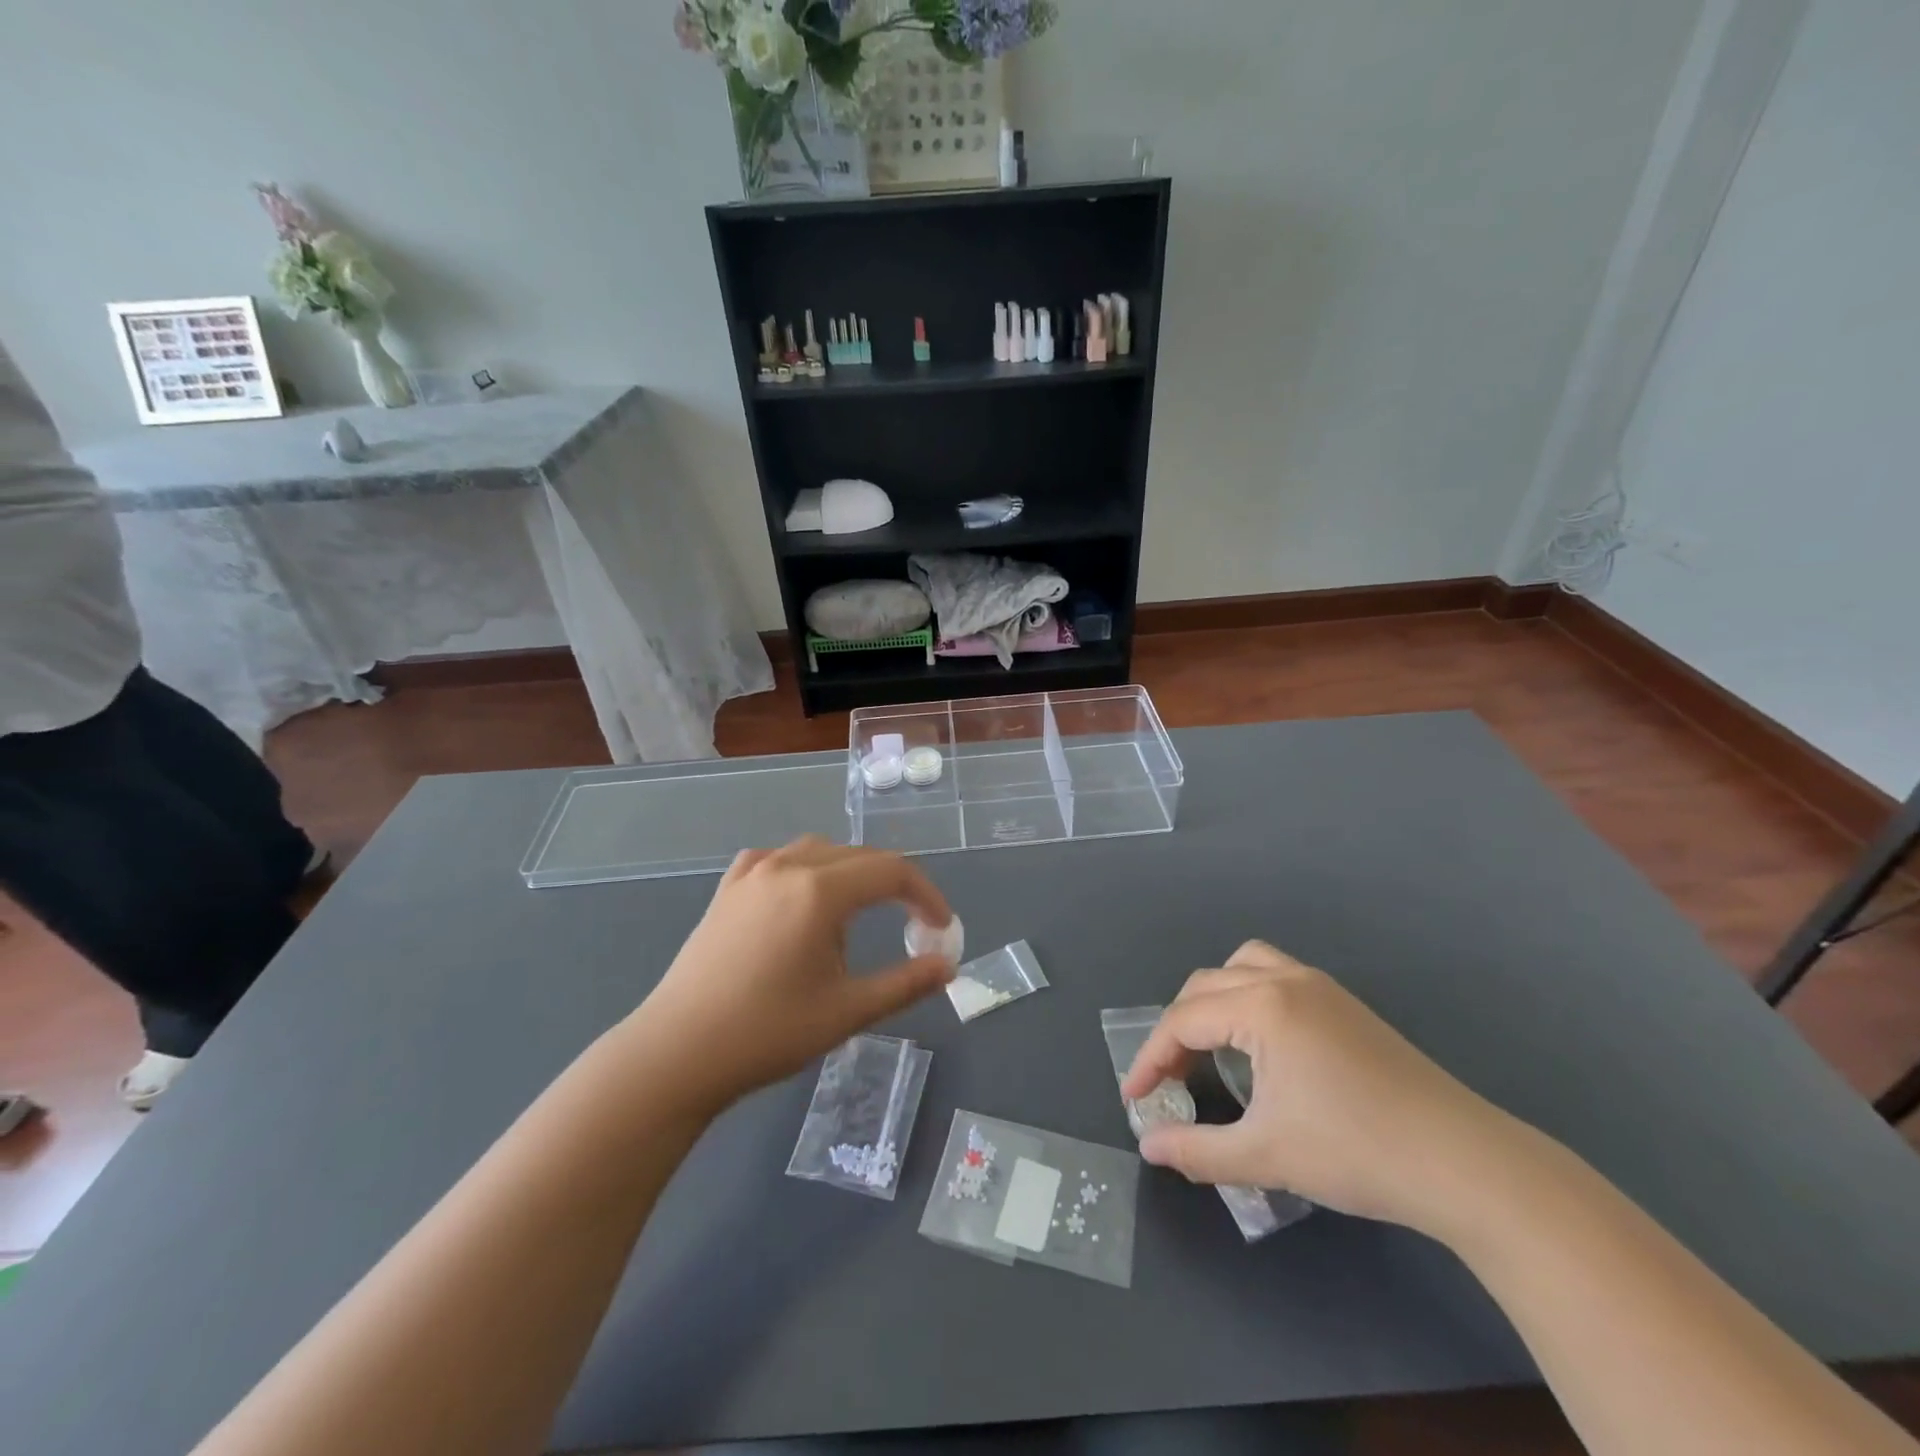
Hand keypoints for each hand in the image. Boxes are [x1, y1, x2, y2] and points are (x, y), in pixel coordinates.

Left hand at [626, 838, 955, 1114]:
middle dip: (893, 885)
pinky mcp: (727, 889)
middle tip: (911, 924)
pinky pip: (776, 860)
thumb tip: (947, 966)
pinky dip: (803, 869)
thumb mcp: (848, 1011)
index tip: (941, 927)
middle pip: (858, 856)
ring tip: (858, 915)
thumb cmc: (768, 1032)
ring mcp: (752, 874)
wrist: (678, 1052)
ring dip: (849, 874)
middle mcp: (787, 866)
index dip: (926, 895)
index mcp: (820, 890)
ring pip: (818, 851)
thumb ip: (905, 984)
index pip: (892, 871)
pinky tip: (800, 897)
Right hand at [1120, 941, 1513, 1234]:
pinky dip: (1250, 996)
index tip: (1136, 1098)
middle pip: (1205, 986)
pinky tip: (1262, 1044)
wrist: (1465, 1164)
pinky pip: (1277, 975)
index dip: (1151, 1059)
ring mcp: (1321, 987)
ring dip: (1214, 998)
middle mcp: (1286, 980)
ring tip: (1210, 1045)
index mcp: (1263, 1007)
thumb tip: (1148, 1146)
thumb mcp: (1266, 1156)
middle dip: (1177, 1029)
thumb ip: (1197, 1150)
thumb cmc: (1357, 1153)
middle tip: (1170, 1079)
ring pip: (1243, 966)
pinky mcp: (1346, 1004)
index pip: (1183, 1020)